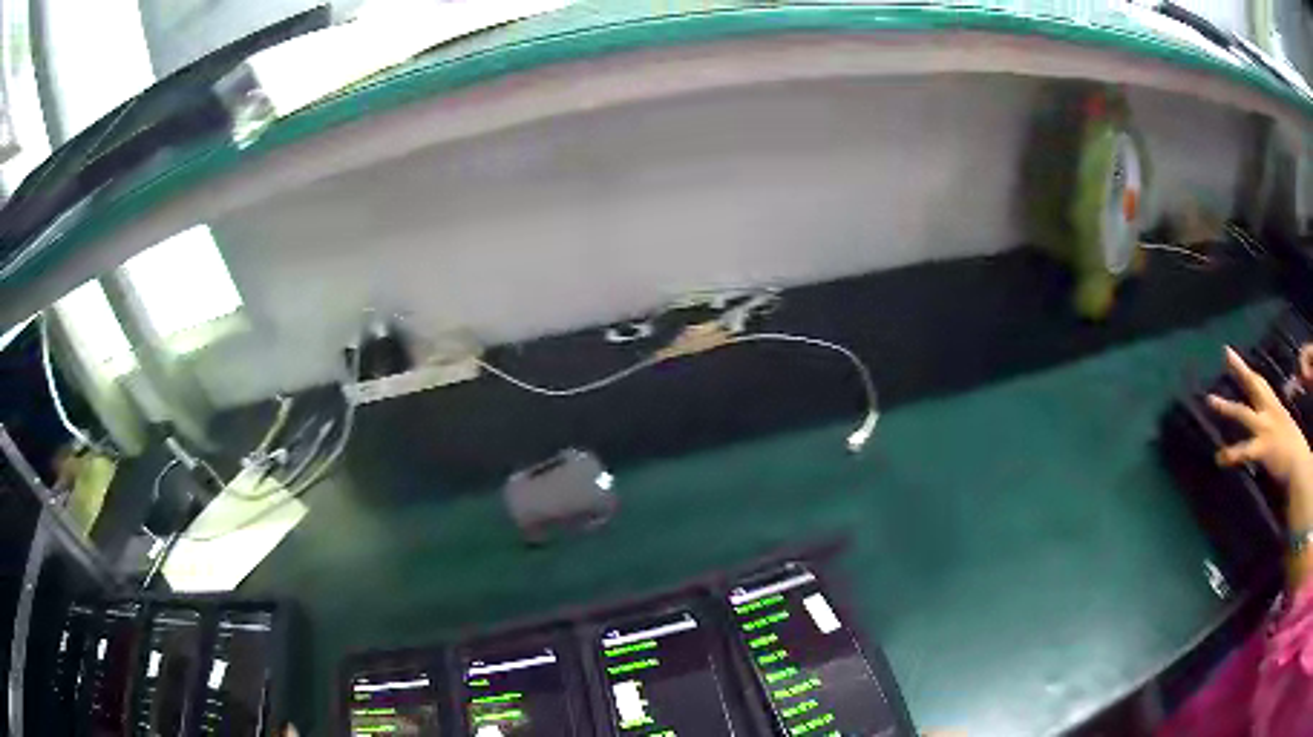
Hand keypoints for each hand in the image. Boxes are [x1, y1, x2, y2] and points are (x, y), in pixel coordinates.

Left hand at [1208, 347, 1312, 483]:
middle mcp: (1269, 411)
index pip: (1258, 381)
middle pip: (1253, 384)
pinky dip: (1232, 454)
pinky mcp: (1263, 448)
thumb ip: (1270, 420)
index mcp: (1273, 406)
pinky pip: (1245, 450)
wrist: (1297, 463)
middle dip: (1240, 369)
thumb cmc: (1290, 446)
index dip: (1244, 368)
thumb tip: (1260, 417)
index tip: (1229, 353)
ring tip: (1210, 400)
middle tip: (1226, 353)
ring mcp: (1265, 428)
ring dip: (1227, 407)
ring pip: (1243, 412)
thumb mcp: (1281, 425)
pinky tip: (1220, 458)